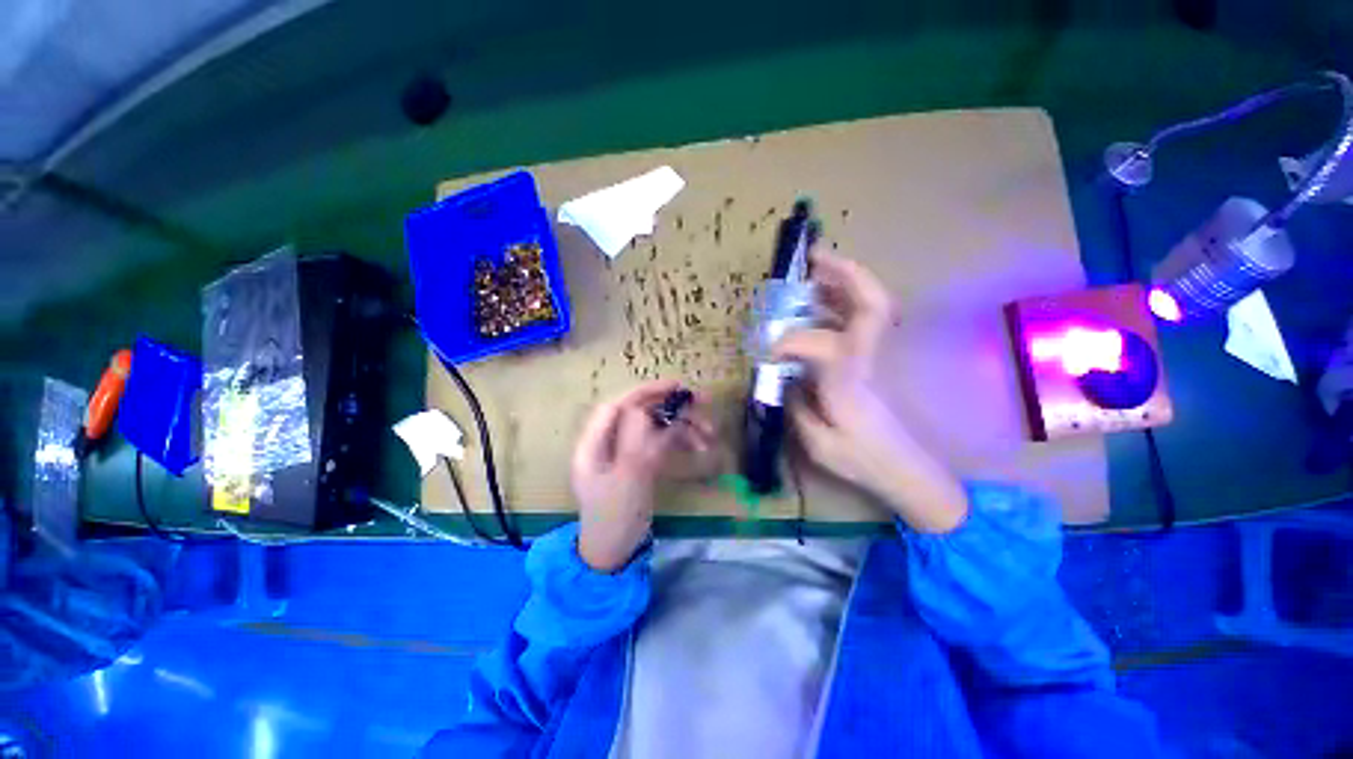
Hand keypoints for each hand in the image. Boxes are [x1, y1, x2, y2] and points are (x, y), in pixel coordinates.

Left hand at [571, 380, 717, 571]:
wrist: (615, 554)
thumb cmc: (614, 518)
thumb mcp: (626, 480)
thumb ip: (636, 442)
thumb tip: (647, 411)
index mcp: (594, 444)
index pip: (618, 406)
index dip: (645, 392)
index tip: (676, 387)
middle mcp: (609, 442)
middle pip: (640, 413)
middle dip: (671, 407)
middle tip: (703, 403)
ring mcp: (626, 453)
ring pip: (655, 427)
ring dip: (682, 427)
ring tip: (710, 434)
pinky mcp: (640, 464)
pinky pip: (661, 444)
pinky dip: (679, 442)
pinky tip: (699, 446)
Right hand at [775, 252, 966, 532]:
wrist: (905, 469)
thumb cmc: (862, 460)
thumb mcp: (818, 444)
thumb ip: (796, 404)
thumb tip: (783, 375)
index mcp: (851, 384)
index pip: (822, 344)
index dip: (790, 341)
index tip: (767, 351)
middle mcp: (868, 361)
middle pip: (872, 306)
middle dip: (845, 274)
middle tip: (814, 259)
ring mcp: (877, 357)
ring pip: (872, 306)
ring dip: (844, 282)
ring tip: (815, 270)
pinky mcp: (874, 358)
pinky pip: (862, 319)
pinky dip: (844, 301)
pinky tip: (822, 302)